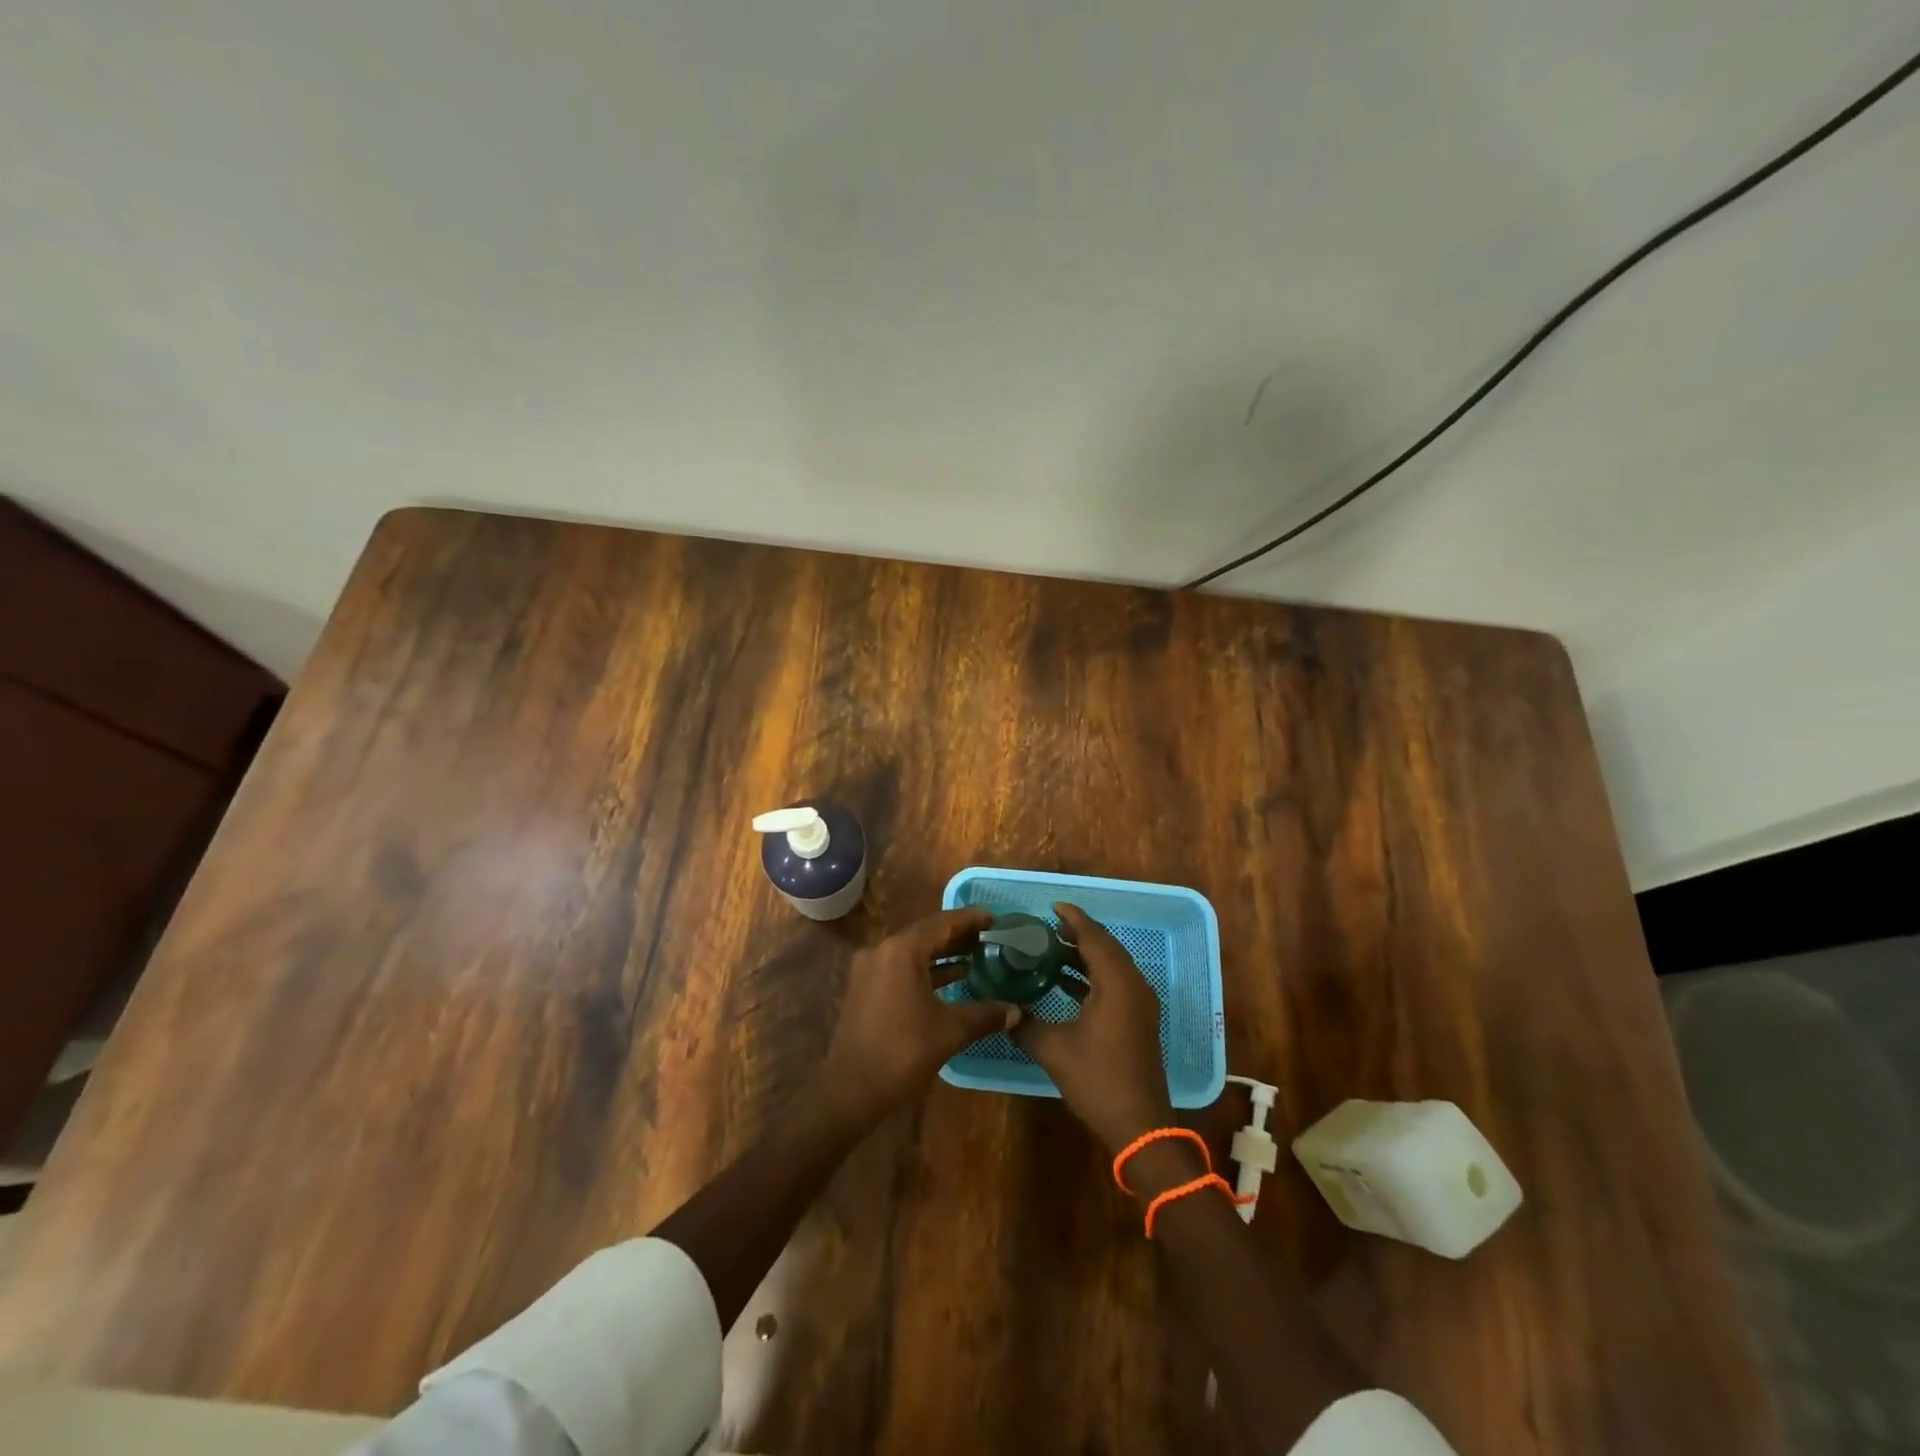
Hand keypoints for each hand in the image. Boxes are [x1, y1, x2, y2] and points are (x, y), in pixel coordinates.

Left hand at [821, 908, 1019, 1124]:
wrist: (851, 1091)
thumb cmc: (902, 1053)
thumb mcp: (949, 1031)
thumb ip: (984, 1015)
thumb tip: (1016, 1011)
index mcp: (901, 951)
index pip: (942, 924)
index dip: (970, 920)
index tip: (995, 918)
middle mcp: (882, 950)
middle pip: (926, 934)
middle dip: (958, 935)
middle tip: (989, 937)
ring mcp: (870, 969)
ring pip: (913, 951)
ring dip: (943, 952)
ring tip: (976, 955)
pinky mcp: (866, 987)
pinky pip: (901, 966)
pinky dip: (926, 968)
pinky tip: (952, 978)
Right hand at [1013, 903, 1173, 1154]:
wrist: (1139, 1125)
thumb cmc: (1098, 1080)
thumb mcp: (1053, 1050)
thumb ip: (1024, 1024)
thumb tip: (1004, 1010)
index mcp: (1117, 983)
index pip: (1094, 937)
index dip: (1073, 918)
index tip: (1052, 907)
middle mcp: (1134, 985)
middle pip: (1106, 947)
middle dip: (1078, 934)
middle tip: (1046, 929)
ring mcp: (1140, 1004)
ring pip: (1112, 965)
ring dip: (1085, 955)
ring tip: (1051, 951)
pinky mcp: (1139, 1020)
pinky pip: (1116, 982)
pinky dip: (1093, 975)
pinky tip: (1066, 983)